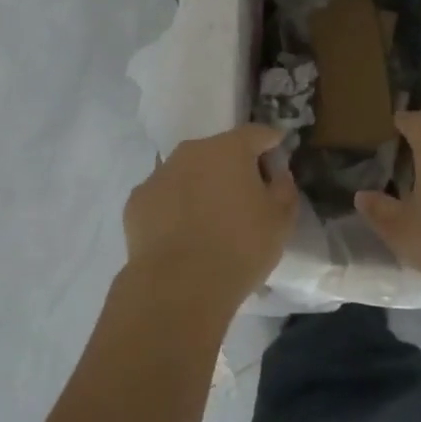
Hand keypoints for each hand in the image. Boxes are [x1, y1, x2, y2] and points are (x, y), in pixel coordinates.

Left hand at [122, 123, 297, 315]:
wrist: (178, 287)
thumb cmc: (240, 248)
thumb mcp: (281, 221)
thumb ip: (284, 187)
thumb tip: (276, 173)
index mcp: (229, 148)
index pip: (257, 134)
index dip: (271, 144)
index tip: (278, 159)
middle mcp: (191, 151)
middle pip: (219, 150)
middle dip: (234, 167)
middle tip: (244, 197)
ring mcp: (159, 174)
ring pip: (188, 172)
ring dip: (202, 185)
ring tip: (210, 220)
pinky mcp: (136, 201)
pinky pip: (165, 196)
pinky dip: (175, 207)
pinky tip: (182, 234)